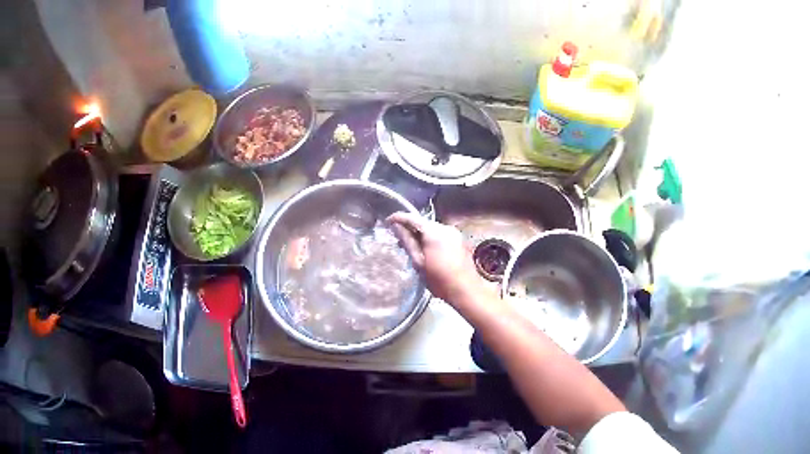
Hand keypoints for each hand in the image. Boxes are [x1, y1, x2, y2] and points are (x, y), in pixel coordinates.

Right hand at [387, 212, 487, 304]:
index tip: (388, 222)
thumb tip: (396, 227)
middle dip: (410, 228)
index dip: (398, 218)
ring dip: (421, 234)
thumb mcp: (418, 262)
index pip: (412, 218)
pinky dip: (432, 239)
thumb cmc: (440, 280)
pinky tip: (428, 251)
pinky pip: (441, 234)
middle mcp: (446, 228)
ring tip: (412, 248)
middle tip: (398, 240)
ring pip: (433, 229)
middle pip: (423, 222)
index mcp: (434, 232)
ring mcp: (455, 233)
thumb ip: (407, 242)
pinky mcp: (460, 240)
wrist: (467, 290)